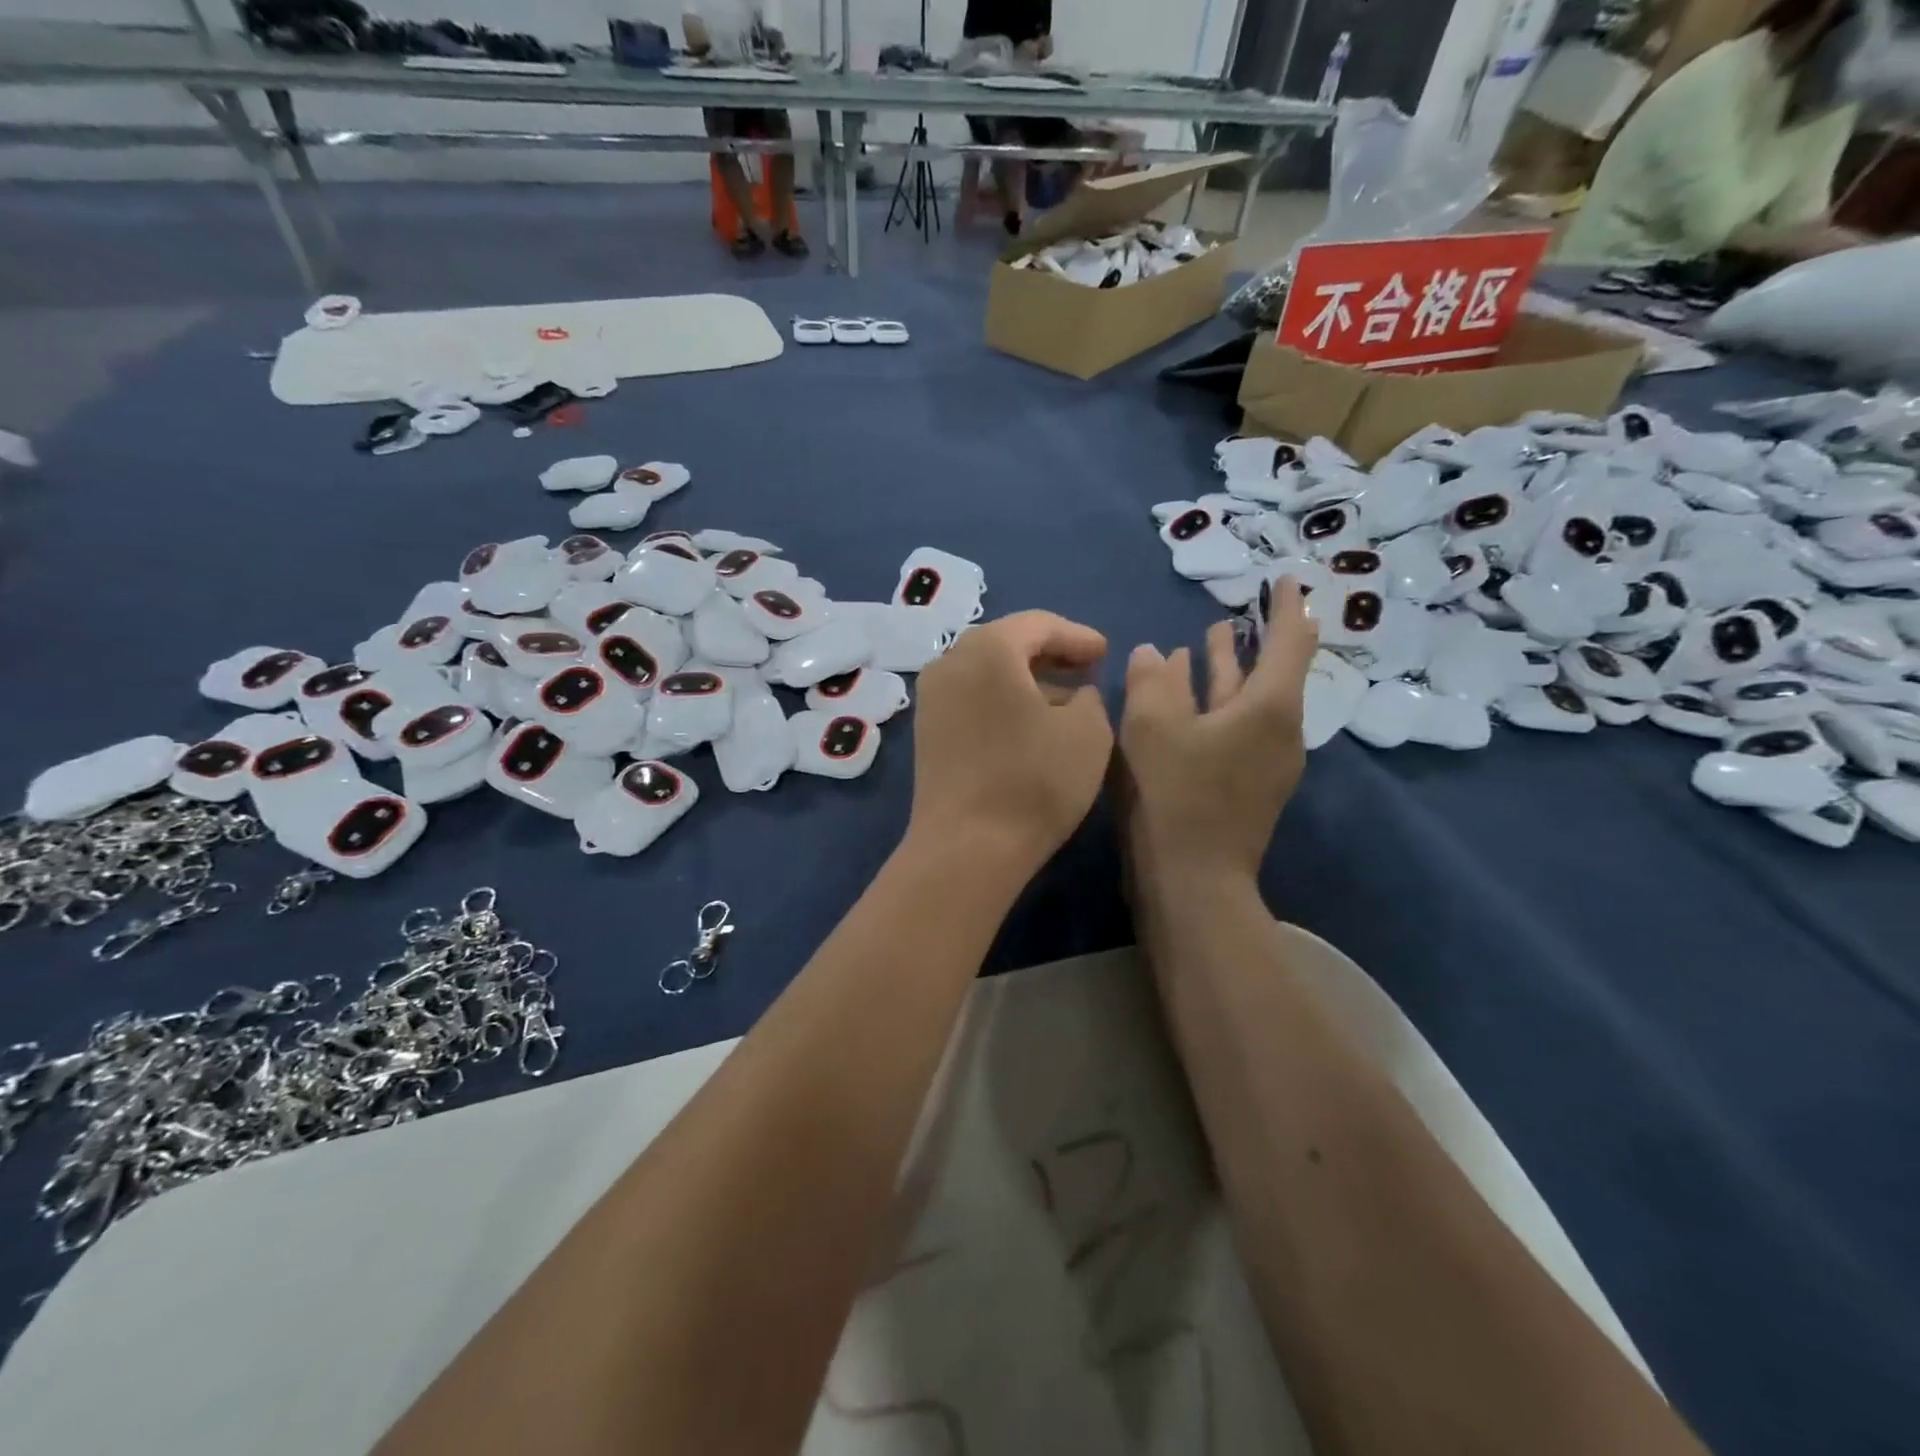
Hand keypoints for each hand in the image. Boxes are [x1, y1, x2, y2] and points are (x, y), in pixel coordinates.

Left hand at [908, 612, 1112, 876]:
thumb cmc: (1034, 781)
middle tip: (1085, 668)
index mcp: (988, 649)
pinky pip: (971, 698)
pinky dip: (1002, 700)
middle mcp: (950, 662)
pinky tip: (1029, 724)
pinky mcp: (927, 732)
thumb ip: (1089, 697)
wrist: (967, 847)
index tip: (1105, 653)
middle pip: (1006, 643)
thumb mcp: (1088, 732)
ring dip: (1026, 679)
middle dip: (1049, 653)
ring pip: (986, 671)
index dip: (1077, 636)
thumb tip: (1074, 694)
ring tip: (1063, 698)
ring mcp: (932, 698)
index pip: (1038, 624)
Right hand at [1118, 579, 1317, 885]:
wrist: (1191, 883)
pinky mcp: (1245, 786)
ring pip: (1248, 702)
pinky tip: (1185, 701)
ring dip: (1227, 670)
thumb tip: (1155, 652)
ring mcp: (1264, 762)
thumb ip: (1152, 681)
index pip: (1289, 641)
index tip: (1285, 578)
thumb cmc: (1174, 797)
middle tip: (1236, 608)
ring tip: (1205, 640)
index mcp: (1269, 708)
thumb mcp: (1152, 728)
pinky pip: (1234, 729)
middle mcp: (1279, 731)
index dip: (1286, 606)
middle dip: (1252, 638)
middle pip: (1270, 672)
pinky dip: (1213, 706)